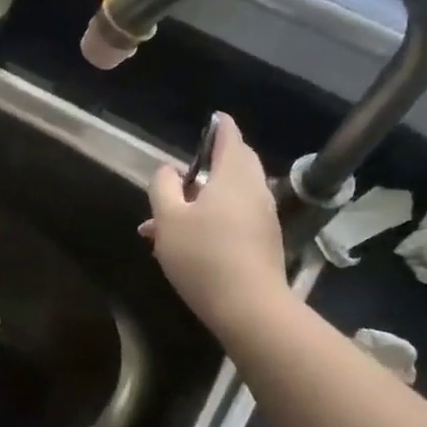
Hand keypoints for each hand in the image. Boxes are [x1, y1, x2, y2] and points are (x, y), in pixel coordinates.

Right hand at [140, 113, 288, 337]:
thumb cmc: (202, 256)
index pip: (229, 137)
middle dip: (209, 165)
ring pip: (231, 195)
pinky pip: (235, 217)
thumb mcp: (168, 219)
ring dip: (203, 199)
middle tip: (182, 173)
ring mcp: (263, 216)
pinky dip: (213, 218)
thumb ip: (163, 188)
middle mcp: (254, 189)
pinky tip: (186, 243)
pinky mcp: (264, 241)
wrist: (248, 306)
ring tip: (166, 221)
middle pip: (235, 165)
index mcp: (233, 175)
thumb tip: (168, 169)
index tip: (212, 120)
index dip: (218, 127)